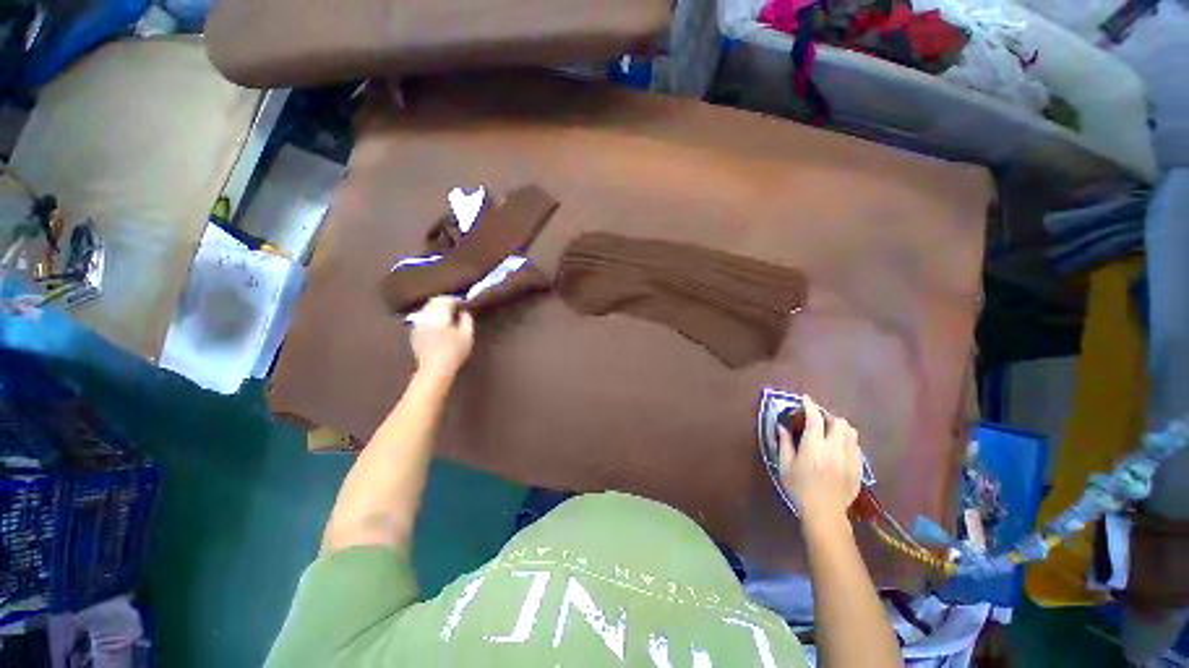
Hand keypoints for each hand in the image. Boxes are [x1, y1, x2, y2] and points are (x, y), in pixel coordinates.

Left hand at [408, 296, 473, 376]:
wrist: (435, 369)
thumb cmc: (454, 352)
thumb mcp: (467, 335)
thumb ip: (466, 320)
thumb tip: (464, 311)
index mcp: (439, 315)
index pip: (446, 299)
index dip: (456, 300)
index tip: (463, 304)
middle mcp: (425, 316)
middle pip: (434, 302)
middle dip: (445, 302)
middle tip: (456, 307)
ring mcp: (417, 324)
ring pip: (427, 309)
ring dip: (437, 309)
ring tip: (447, 315)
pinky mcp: (414, 332)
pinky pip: (422, 318)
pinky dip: (430, 317)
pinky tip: (438, 325)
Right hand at [778, 396, 861, 521]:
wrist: (825, 513)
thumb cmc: (799, 488)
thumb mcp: (785, 466)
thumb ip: (785, 443)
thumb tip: (782, 426)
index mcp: (814, 447)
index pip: (815, 418)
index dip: (810, 406)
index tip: (805, 399)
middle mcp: (835, 449)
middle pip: (839, 422)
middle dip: (828, 416)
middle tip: (817, 418)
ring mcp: (850, 459)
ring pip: (851, 433)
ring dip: (839, 427)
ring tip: (829, 431)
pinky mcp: (858, 468)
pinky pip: (856, 446)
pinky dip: (847, 441)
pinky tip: (838, 448)